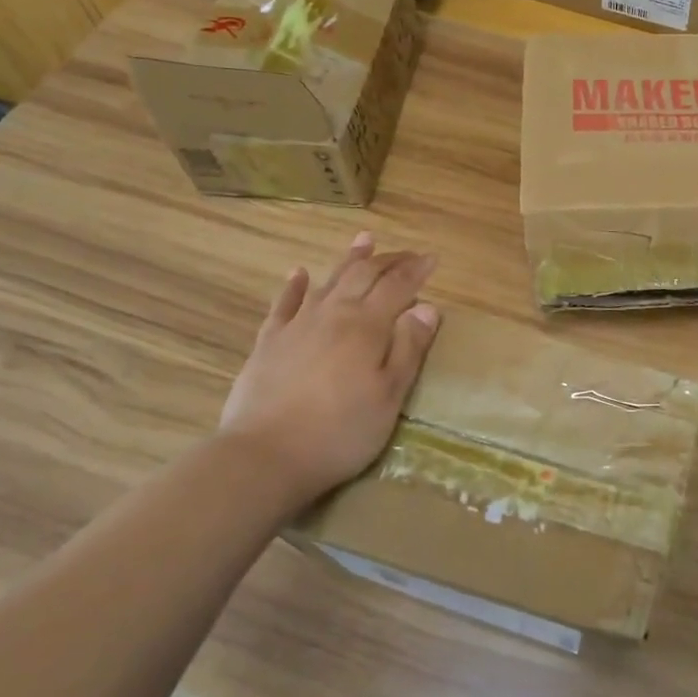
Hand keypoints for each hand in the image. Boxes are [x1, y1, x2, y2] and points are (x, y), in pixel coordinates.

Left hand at [219, 232, 440, 508]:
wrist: (265, 456)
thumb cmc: (341, 431)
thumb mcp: (389, 396)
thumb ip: (409, 348)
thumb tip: (427, 307)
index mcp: (367, 326)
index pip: (398, 287)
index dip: (417, 270)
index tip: (432, 258)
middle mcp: (333, 314)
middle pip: (364, 276)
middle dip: (388, 260)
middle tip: (407, 252)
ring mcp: (297, 326)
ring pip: (328, 281)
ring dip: (349, 260)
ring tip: (364, 240)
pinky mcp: (269, 343)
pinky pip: (284, 304)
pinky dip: (294, 286)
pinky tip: (299, 273)